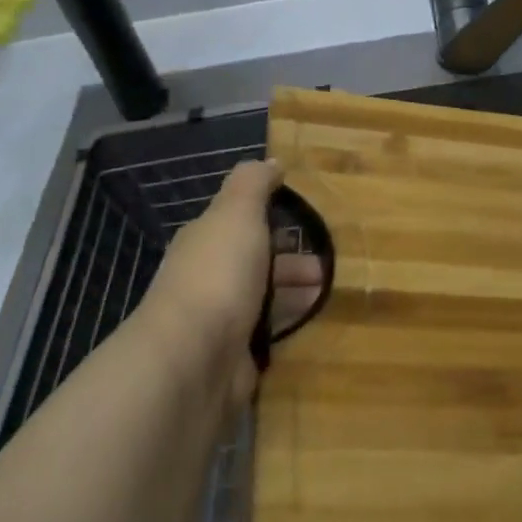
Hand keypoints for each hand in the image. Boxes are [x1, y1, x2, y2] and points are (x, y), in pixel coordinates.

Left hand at [141, 160, 324, 409]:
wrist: (193, 359)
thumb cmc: (218, 274)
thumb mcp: (237, 212)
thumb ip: (253, 183)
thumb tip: (271, 162)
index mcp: (205, 241)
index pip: (240, 224)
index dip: (271, 219)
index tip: (306, 220)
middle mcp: (208, 278)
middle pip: (255, 263)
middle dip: (291, 261)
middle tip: (327, 266)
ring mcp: (218, 321)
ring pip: (263, 299)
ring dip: (294, 293)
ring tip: (327, 292)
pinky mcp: (233, 358)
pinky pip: (266, 334)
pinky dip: (287, 325)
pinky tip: (311, 323)